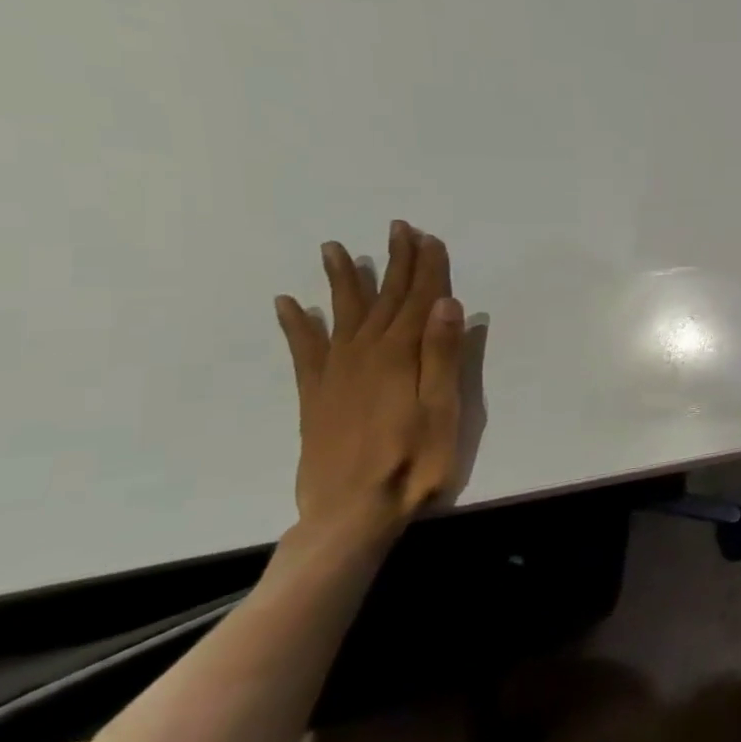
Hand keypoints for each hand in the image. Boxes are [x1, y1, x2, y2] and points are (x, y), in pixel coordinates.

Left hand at [274, 221, 463, 545]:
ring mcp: (335, 375)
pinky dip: (297, 324)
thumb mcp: (443, 410)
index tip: (428, 237)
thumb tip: (449, 305)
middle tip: (398, 229)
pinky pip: (304, 350)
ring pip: (343, 315)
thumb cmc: (413, 461)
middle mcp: (364, 355)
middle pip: (383, 300)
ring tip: (335, 249)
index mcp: (399, 357)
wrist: (351, 512)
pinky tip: (291, 304)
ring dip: (343, 281)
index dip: (426, 269)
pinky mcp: (315, 396)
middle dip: (394, 263)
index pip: (418, 302)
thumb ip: (443, 356)